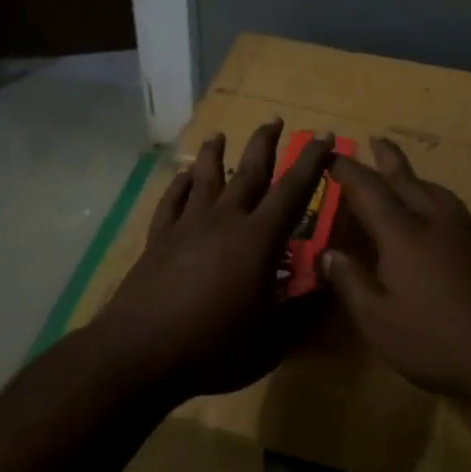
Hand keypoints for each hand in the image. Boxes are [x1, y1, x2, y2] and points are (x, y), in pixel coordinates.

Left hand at [94, 121, 335, 400]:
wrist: (141, 352)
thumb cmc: (214, 346)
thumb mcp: (271, 340)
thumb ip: (303, 310)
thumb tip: (330, 281)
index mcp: (258, 239)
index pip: (292, 190)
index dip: (311, 162)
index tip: (323, 136)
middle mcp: (224, 220)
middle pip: (248, 171)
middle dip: (265, 143)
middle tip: (275, 119)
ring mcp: (187, 226)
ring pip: (205, 177)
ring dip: (214, 153)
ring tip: (219, 133)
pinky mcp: (158, 238)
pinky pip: (171, 201)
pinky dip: (178, 185)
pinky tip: (180, 175)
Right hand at [322, 139, 470, 403]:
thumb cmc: (437, 341)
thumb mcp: (380, 322)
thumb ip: (351, 283)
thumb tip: (328, 252)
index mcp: (403, 234)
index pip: (369, 190)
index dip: (349, 171)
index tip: (335, 157)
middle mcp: (436, 221)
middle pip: (408, 180)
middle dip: (388, 159)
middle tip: (376, 140)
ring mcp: (469, 231)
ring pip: (437, 192)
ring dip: (417, 178)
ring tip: (406, 176)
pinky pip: (456, 211)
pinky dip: (438, 202)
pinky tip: (439, 219)